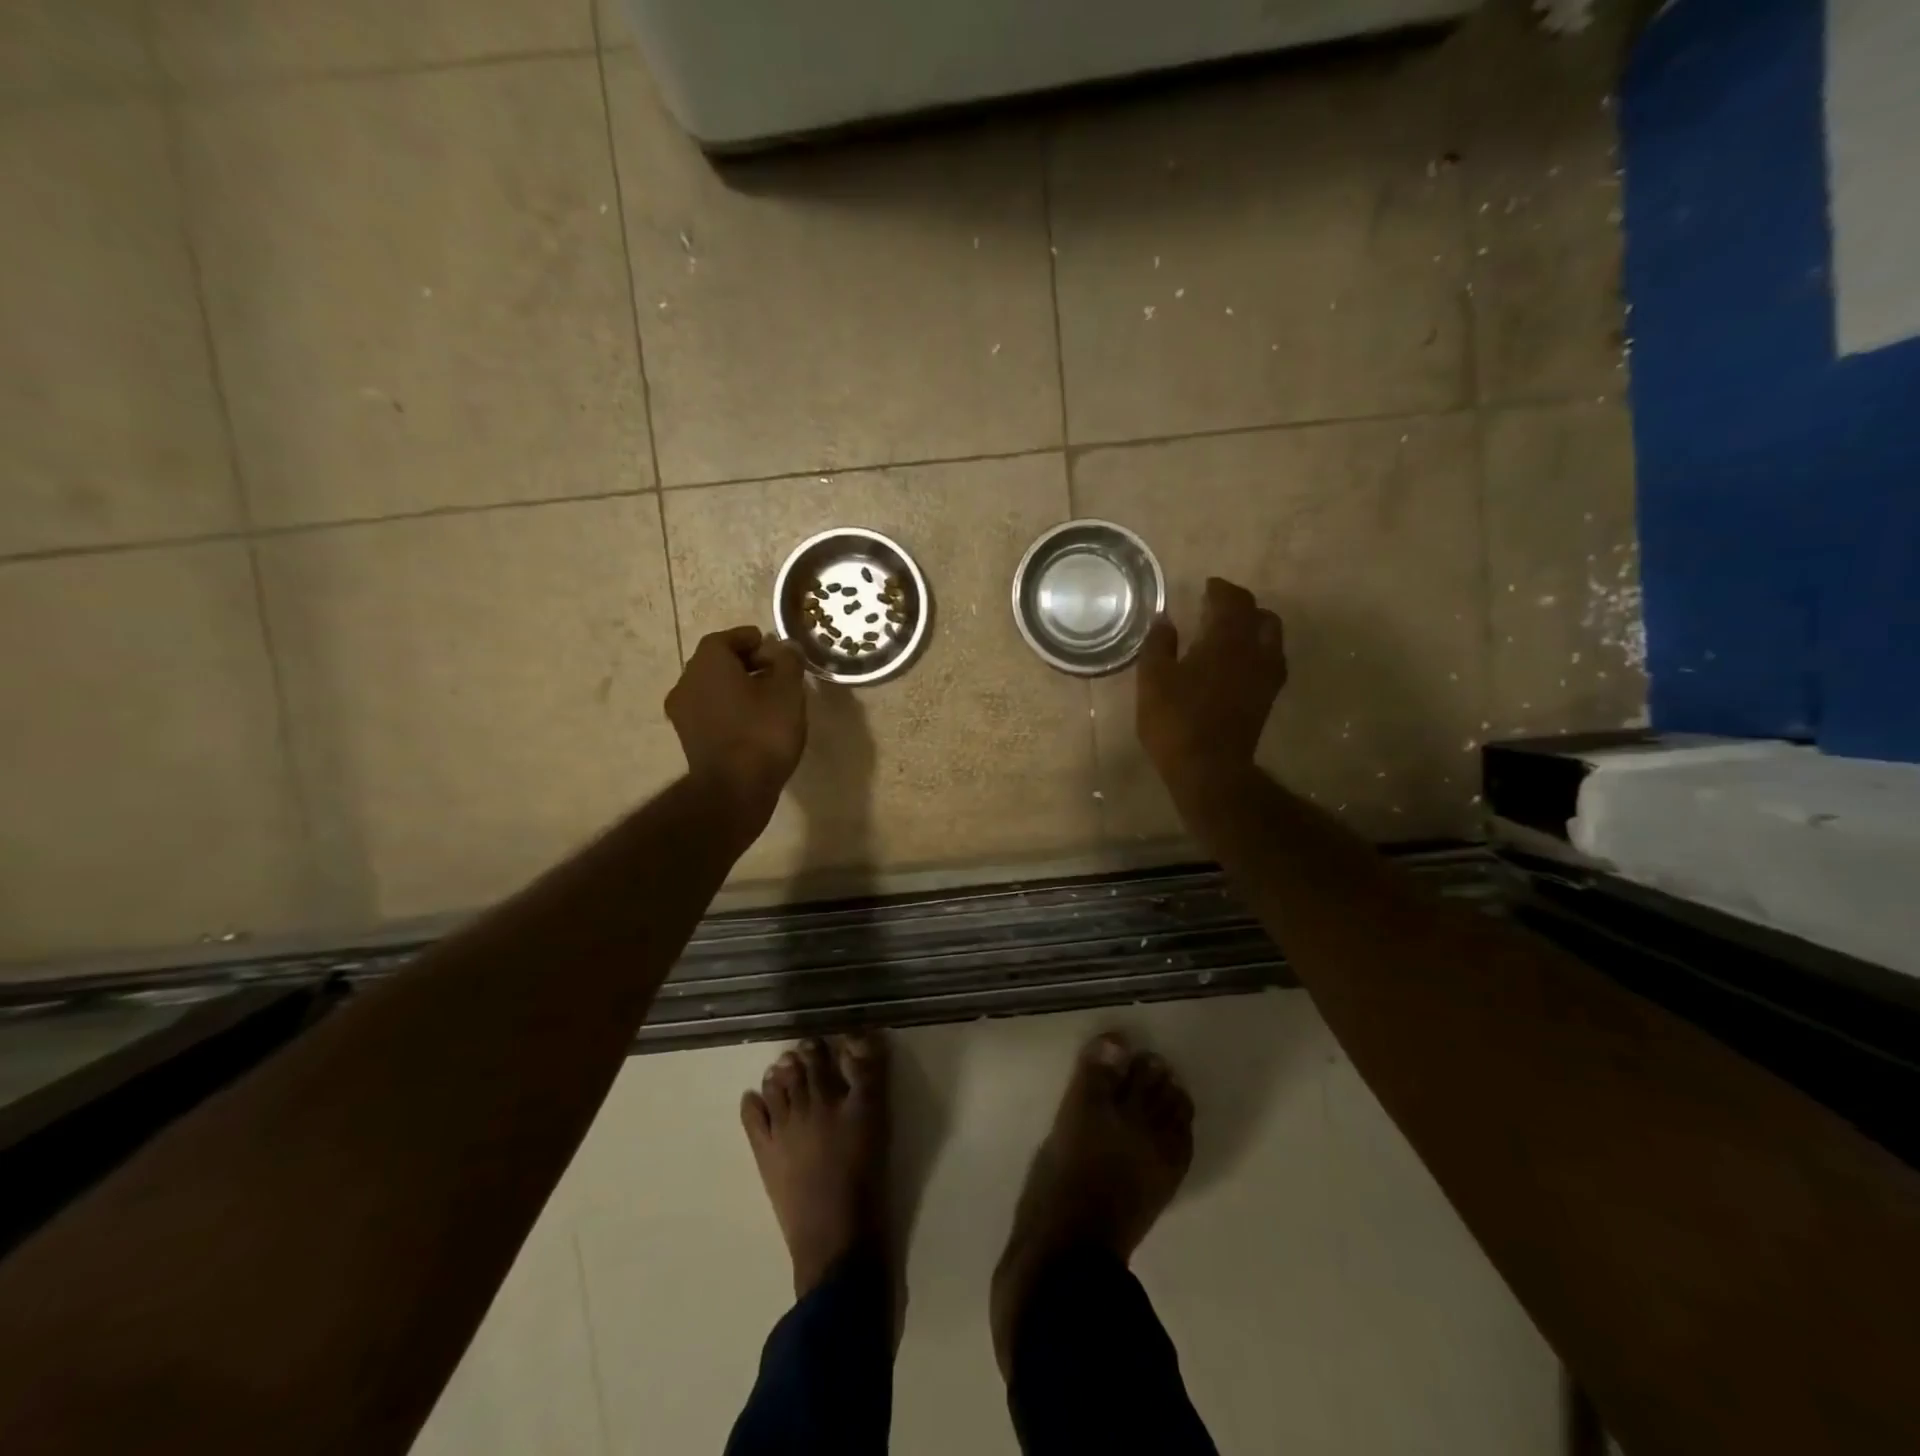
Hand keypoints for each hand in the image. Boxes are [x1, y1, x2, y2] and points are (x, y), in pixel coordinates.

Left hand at [666, 627, 806, 840]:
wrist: (735, 789)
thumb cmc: (763, 732)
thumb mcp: (787, 691)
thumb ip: (788, 662)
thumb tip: (786, 647)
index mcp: (707, 663)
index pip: (726, 638)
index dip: (750, 639)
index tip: (773, 647)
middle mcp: (687, 682)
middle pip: (716, 662)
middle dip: (745, 662)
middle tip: (775, 671)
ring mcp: (683, 713)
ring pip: (712, 688)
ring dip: (737, 687)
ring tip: (769, 698)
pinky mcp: (688, 739)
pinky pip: (710, 711)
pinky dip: (729, 708)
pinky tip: (754, 721)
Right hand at [1136, 577, 1287, 800]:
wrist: (1210, 769)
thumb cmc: (1176, 720)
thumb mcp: (1153, 679)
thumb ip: (1159, 644)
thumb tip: (1166, 619)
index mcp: (1227, 639)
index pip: (1232, 600)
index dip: (1220, 589)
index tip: (1206, 587)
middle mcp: (1256, 651)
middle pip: (1260, 615)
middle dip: (1240, 606)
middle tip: (1217, 608)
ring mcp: (1267, 676)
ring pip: (1271, 637)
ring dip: (1254, 627)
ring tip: (1230, 633)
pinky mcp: (1268, 698)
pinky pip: (1271, 660)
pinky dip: (1257, 651)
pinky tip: (1238, 662)